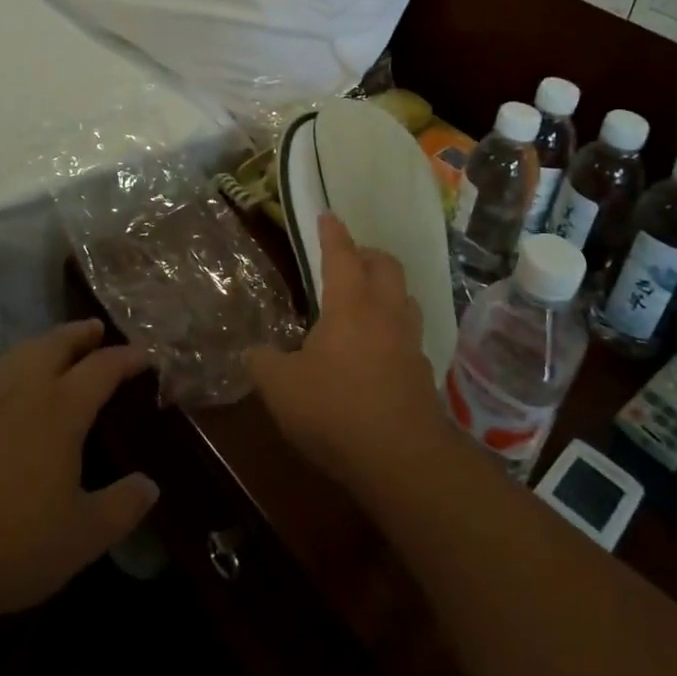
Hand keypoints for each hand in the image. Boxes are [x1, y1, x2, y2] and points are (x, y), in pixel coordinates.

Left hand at [0, 319, 158, 623]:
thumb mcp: (80, 537)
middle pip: (56, 344)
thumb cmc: (9, 541)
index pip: (102, 368)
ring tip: (59, 347)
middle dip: (80, 334)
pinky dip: (18, 363)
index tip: (146, 354)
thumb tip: (150, 485)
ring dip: (46, 342)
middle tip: (97, 329)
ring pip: (22, 353)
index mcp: (61, 409)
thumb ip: (121, 508)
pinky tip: (15, 386)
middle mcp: (26, 392)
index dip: (126, 358)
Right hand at [246, 214, 455, 489]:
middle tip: (350, 260)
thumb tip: (253, 351)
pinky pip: (411, 333)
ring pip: (405, 296)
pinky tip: (380, 348)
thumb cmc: (336, 411)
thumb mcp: (281, 388)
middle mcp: (384, 312)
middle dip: (368, 254)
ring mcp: (410, 341)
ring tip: (367, 300)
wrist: (402, 459)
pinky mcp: (423, 371)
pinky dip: (396, 327)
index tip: (327, 215)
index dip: (332, 233)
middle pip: (386, 265)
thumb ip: (263, 363)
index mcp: (350, 305)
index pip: (341, 255)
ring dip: (388, 288)